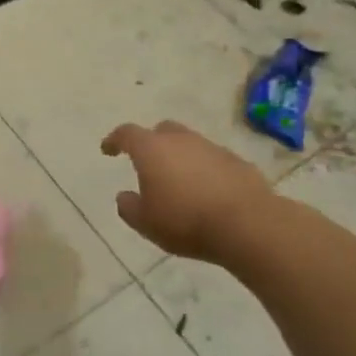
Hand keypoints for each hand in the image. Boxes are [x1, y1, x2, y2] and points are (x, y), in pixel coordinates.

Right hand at [100, 120, 272, 261]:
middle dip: (152, 142)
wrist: (247, 224)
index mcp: (152, 150)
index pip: (126, 133)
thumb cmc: (186, 221)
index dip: (114, 140)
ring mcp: (212, 148)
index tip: (108, 150)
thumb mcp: (146, 223)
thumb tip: (124, 196)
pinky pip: (213, 160)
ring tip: (180, 182)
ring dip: (181, 157)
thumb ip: (129, 207)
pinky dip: (205, 169)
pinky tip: (207, 191)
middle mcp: (181, 140)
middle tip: (148, 163)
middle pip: (162, 131)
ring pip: (190, 144)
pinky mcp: (238, 162)